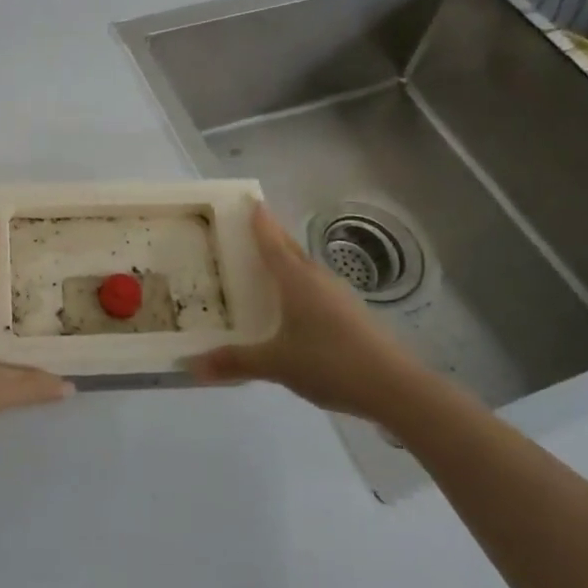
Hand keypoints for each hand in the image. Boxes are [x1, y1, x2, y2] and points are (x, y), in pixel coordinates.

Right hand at [188, 204, 437, 424]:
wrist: (395, 387)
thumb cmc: (330, 362)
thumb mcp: (276, 364)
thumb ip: (235, 362)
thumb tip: (192, 365)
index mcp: (297, 280)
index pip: (272, 242)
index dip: (260, 221)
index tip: (250, 200)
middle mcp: (318, 279)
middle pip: (290, 250)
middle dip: (272, 237)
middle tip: (249, 229)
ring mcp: (339, 297)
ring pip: (306, 270)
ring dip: (287, 263)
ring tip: (266, 268)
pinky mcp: (353, 316)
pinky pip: (318, 290)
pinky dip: (301, 288)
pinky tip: (295, 308)